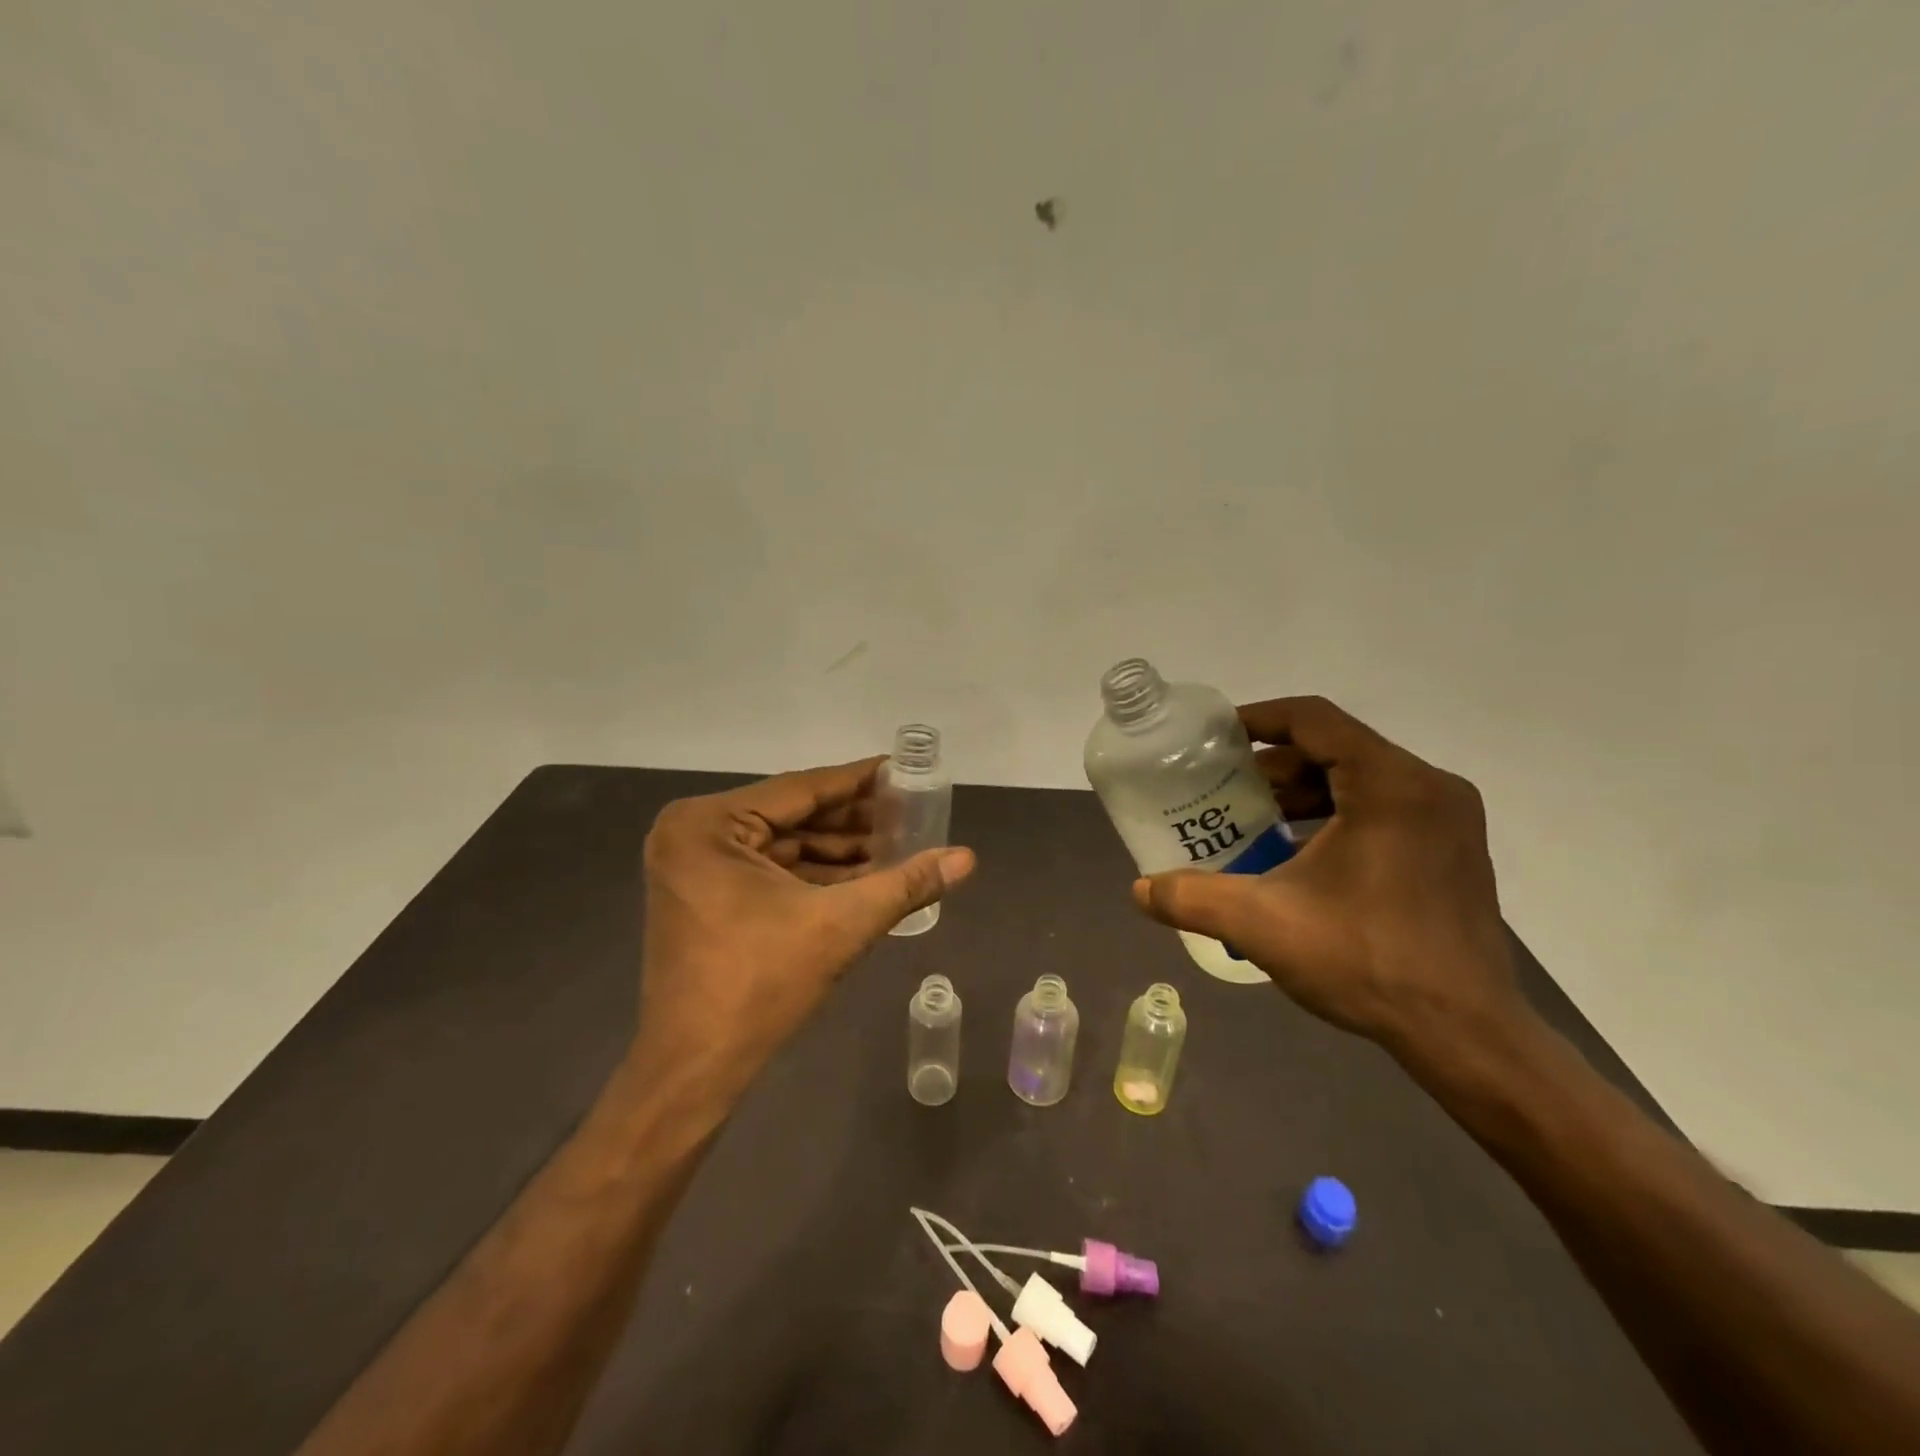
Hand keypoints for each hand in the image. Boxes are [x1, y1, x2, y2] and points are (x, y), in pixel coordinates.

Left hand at [631, 758, 974, 1104]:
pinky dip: (814, 873)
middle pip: (792, 815)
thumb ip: (906, 885)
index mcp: (710, 823)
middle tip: (910, 811)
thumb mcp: (840, 925)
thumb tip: (968, 857)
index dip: (860, 781)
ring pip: (783, 844)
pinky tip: (865, 875)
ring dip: (839, 849)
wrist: (694, 1069)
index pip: (802, 789)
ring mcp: (695, 865)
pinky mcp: (704, 895)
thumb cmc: (759, 985)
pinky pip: (769, 869)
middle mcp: (694, 833)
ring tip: (899, 843)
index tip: (903, 769)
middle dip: (853, 820)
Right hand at [1131, 696, 1527, 1065]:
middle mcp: (1428, 788)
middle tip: (1225, 788)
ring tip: (1254, 820)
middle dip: (1274, 765)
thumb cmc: (1367, 961)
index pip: (1314, 720)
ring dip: (1303, 792)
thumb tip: (1139, 889)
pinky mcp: (1452, 850)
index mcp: (1390, 785)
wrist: (1466, 1033)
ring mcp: (1448, 820)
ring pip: (1360, 780)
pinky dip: (1335, 816)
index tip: (1214, 737)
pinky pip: (1383, 808)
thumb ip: (1192, 898)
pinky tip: (1298, 854)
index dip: (1258, 718)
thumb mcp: (1262, 924)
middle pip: (1336, 748)